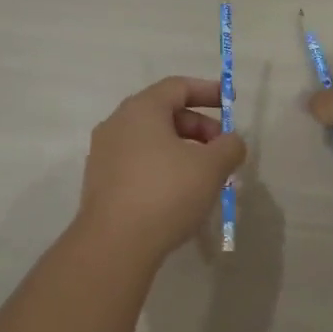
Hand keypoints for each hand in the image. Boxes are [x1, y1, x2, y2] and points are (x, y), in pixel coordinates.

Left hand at [77, 77, 247, 261]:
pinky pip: (139, 163)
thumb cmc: (166, 193)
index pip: (178, 87)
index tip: (232, 104)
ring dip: (183, 150)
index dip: (209, 92)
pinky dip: (164, 167)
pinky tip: (181, 194)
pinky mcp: (101, 182)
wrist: (114, 244)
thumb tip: (230, 143)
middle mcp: (117, 124)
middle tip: (223, 150)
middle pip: (165, 113)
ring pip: (152, 141)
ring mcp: (104, 154)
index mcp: (141, 109)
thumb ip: (229, 146)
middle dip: (199, 127)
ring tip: (207, 176)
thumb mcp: (211, 167)